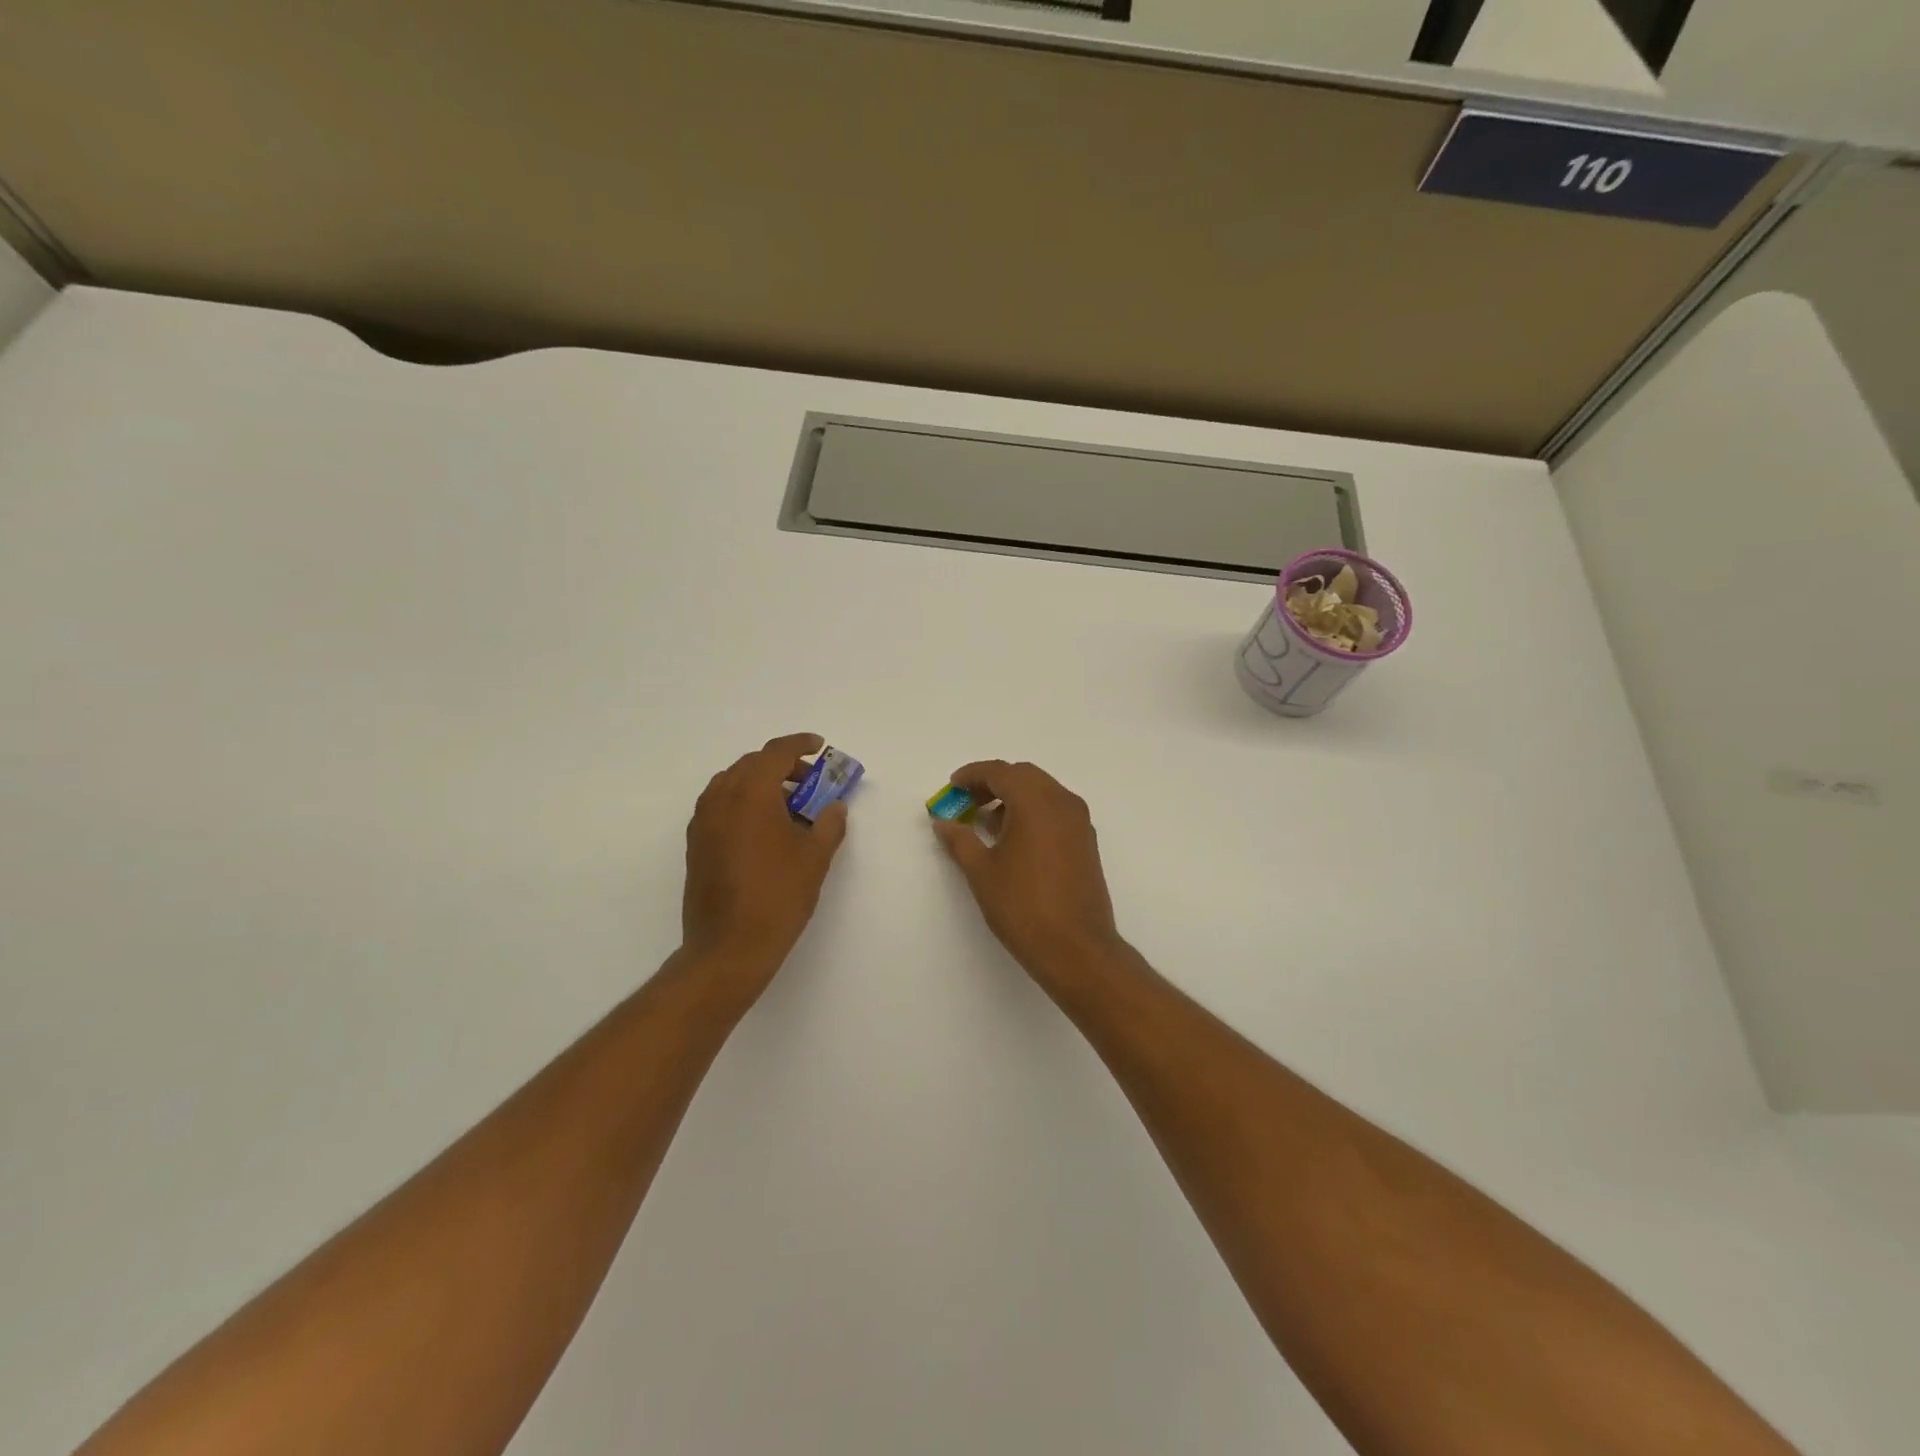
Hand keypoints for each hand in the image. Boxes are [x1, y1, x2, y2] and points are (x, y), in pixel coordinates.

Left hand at [681, 733, 849, 998]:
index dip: (800, 745)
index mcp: (751, 793)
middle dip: (783, 766)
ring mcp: (703, 821)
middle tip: (811, 782)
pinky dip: (744, 802)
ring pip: (733, 783)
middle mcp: (721, 798)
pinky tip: (765, 828)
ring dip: (761, 783)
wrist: (728, 947)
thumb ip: (828, 824)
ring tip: (789, 805)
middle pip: (752, 764)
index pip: (776, 752)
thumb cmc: (778, 896)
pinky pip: (721, 805)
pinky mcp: (696, 843)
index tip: (820, 747)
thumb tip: (834, 806)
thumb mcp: (815, 858)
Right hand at [930, 760, 1123, 983]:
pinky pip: (1056, 810)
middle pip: (1024, 776)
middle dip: (993, 783)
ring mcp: (1079, 822)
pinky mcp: (1086, 841)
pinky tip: (1014, 839)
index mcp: (1036, 802)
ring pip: (1043, 792)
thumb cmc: (1023, 907)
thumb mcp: (982, 872)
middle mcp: (1062, 802)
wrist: (1076, 948)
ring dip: (1014, 797)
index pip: (1001, 772)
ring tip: (986, 822)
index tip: (952, 786)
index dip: (972, 775)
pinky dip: (1033, 812)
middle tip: (967, 802)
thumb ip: (960, 840)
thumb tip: (943, 821)